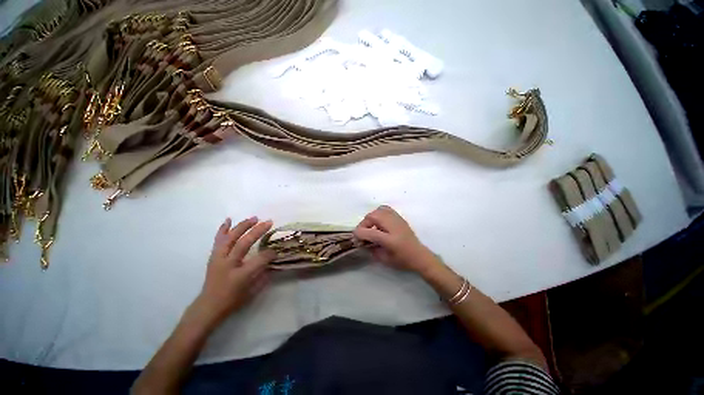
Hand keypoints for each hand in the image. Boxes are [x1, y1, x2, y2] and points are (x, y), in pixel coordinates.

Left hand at [195, 217, 275, 326]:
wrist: (208, 305)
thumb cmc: (233, 299)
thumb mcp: (253, 290)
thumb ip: (264, 274)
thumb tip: (272, 260)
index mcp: (240, 276)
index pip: (259, 260)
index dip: (270, 253)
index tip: (276, 250)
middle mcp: (228, 265)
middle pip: (243, 243)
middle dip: (257, 232)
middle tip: (268, 222)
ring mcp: (219, 259)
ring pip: (230, 238)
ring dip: (242, 226)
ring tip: (254, 218)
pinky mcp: (213, 257)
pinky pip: (218, 240)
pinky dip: (223, 229)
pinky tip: (229, 220)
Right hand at [354, 206, 436, 273]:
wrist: (420, 255)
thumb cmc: (403, 260)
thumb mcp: (385, 260)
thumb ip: (371, 250)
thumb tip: (362, 241)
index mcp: (390, 240)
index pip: (369, 232)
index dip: (359, 234)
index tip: (355, 238)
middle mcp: (393, 226)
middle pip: (372, 217)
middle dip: (364, 224)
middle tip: (363, 233)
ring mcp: (397, 220)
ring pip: (378, 211)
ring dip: (371, 218)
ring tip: (371, 226)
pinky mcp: (399, 217)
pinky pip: (385, 209)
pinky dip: (378, 213)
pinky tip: (379, 222)